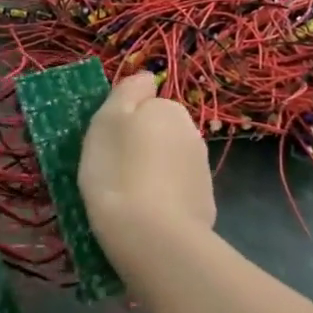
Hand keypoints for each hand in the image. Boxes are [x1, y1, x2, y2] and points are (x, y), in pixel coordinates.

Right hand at [80, 74, 216, 251]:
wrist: (151, 235)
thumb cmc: (116, 171)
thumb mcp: (107, 120)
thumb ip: (128, 91)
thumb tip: (147, 77)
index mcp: (168, 109)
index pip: (146, 104)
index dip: (126, 122)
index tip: (108, 145)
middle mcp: (192, 132)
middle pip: (161, 132)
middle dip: (144, 146)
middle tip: (115, 171)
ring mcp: (202, 169)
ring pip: (171, 162)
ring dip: (155, 172)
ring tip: (130, 199)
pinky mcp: (205, 202)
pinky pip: (179, 192)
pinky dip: (166, 198)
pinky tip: (149, 217)